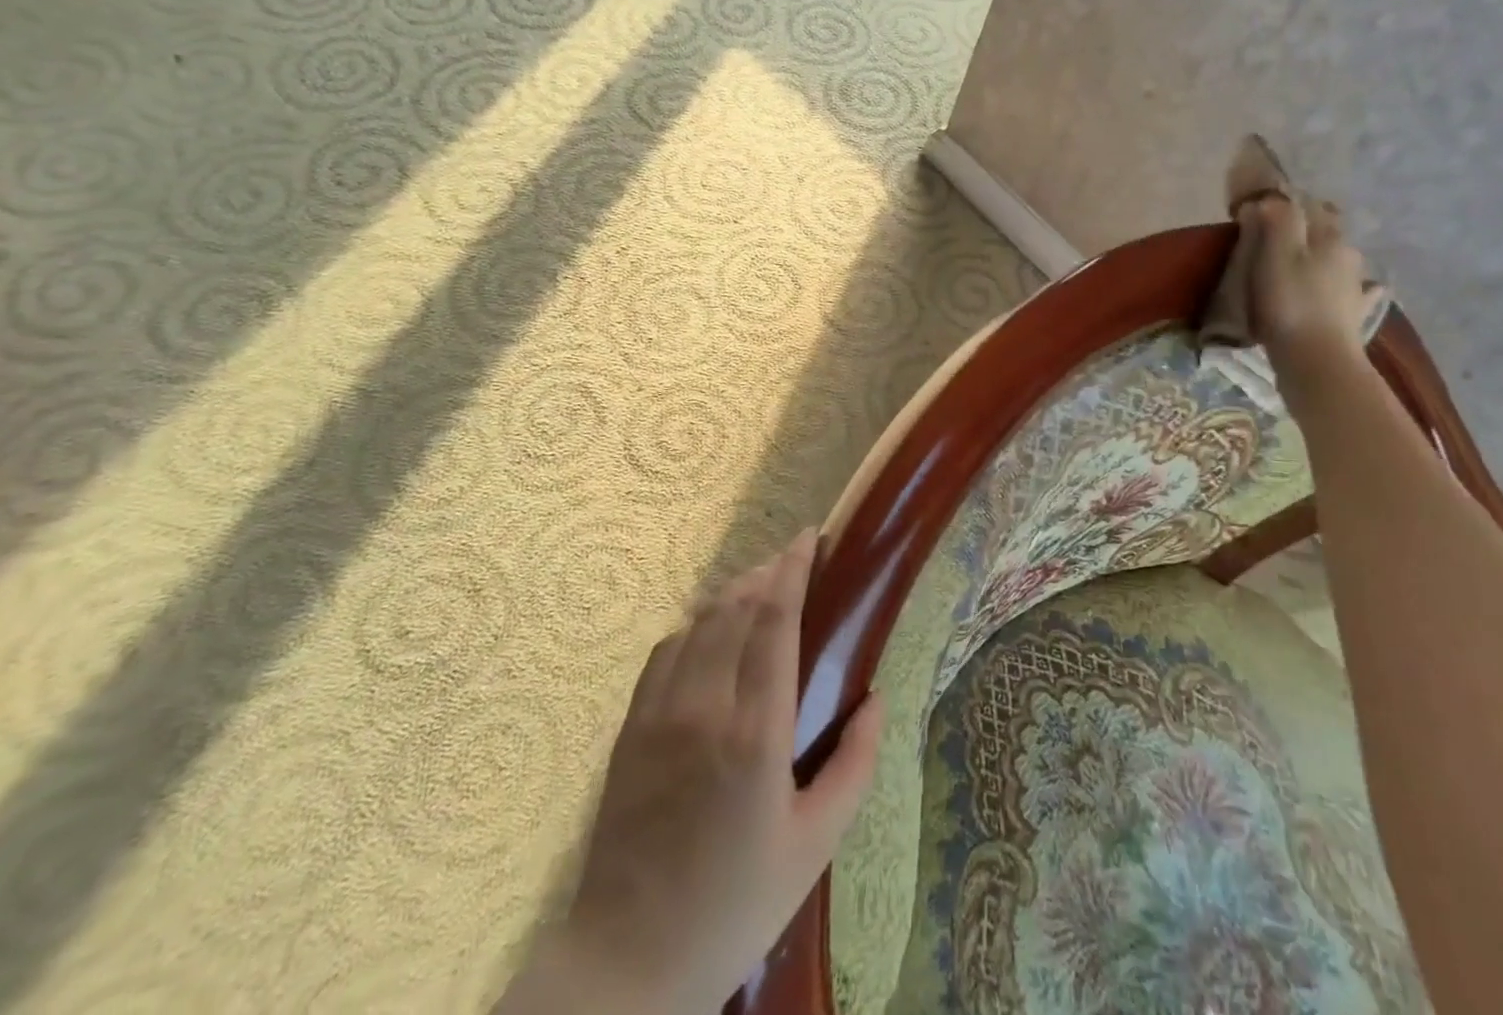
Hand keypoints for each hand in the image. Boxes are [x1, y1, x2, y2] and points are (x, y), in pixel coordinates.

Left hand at [506, 530, 883, 1014]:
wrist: (627, 963)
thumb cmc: (735, 905)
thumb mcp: (815, 845)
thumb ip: (855, 765)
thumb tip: (875, 698)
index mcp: (757, 731)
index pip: (774, 619)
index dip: (793, 568)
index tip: (809, 538)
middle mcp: (705, 706)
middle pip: (736, 607)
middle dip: (767, 572)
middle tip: (793, 560)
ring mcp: (659, 713)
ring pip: (700, 621)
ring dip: (734, 592)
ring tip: (760, 586)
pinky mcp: (630, 728)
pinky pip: (666, 650)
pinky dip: (695, 625)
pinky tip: (711, 632)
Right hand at [1246, 194, 1371, 379]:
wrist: (1318, 360)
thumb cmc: (1289, 303)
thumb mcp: (1275, 254)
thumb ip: (1277, 219)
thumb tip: (1272, 198)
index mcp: (1328, 236)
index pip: (1307, 204)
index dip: (1282, 202)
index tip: (1257, 210)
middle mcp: (1348, 254)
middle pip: (1325, 229)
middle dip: (1303, 227)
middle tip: (1273, 237)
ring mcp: (1355, 285)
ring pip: (1337, 258)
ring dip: (1321, 255)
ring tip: (1298, 264)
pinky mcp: (1354, 314)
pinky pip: (1354, 292)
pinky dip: (1347, 288)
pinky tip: (1351, 291)